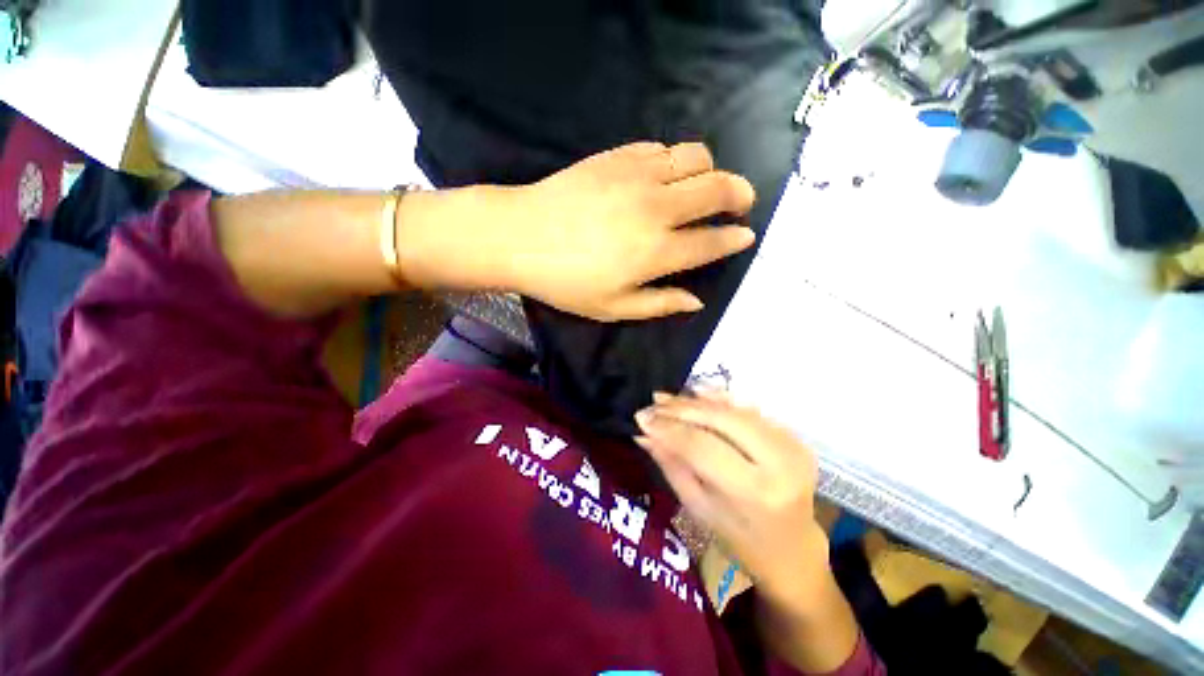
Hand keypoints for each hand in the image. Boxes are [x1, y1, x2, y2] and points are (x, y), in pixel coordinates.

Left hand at [398, 142, 756, 321]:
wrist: (520, 236)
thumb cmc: (566, 281)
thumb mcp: (613, 307)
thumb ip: (660, 304)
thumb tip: (697, 300)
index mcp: (657, 252)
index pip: (711, 241)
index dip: (734, 238)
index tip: (746, 235)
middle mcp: (657, 208)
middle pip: (717, 189)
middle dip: (740, 194)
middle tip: (741, 202)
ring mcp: (637, 176)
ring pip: (696, 157)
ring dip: (711, 170)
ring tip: (707, 185)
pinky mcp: (617, 156)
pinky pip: (661, 148)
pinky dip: (675, 159)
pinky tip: (666, 174)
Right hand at [634, 390, 829, 608]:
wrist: (792, 548)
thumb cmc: (739, 538)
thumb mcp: (698, 507)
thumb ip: (671, 464)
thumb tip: (643, 433)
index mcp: (755, 491)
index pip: (702, 446)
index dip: (668, 428)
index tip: (641, 417)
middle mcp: (779, 462)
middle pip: (720, 419)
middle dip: (681, 409)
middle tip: (652, 403)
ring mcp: (791, 445)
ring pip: (734, 409)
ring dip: (697, 401)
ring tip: (666, 399)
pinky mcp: (792, 436)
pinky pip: (748, 410)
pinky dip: (719, 400)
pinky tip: (696, 392)